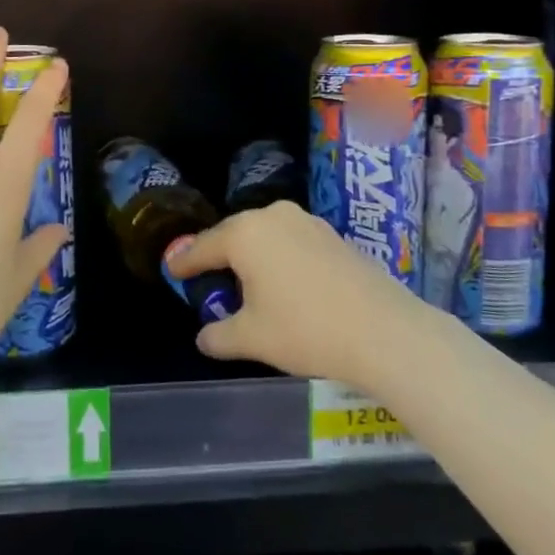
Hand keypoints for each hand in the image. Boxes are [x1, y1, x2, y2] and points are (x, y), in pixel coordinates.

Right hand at [166, 202, 416, 388]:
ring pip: (265, 236)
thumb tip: (205, 337)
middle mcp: (273, 216)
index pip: (203, 246)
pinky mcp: (333, 235)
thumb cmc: (305, 330)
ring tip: (246, 284)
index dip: (184, 262)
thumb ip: (218, 335)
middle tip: (205, 278)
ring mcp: (307, 222)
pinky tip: (284, 284)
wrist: (384, 332)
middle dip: (219, 256)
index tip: (170, 270)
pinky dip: (280, 259)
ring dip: (252, 257)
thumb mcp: (251, 338)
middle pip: (234, 235)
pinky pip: (292, 242)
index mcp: (245, 234)